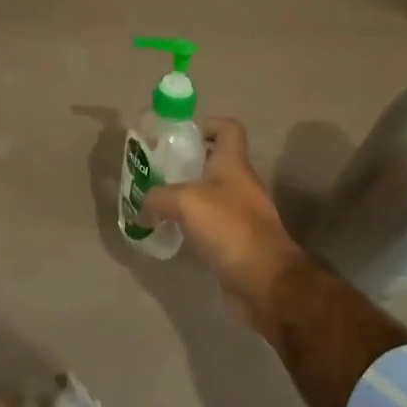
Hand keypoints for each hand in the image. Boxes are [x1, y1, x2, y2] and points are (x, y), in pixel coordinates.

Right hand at [139, 117, 302, 326]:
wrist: (265, 281)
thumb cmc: (229, 228)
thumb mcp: (185, 202)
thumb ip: (158, 197)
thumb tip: (141, 207)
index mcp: (233, 164)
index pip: (228, 128)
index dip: (205, 125)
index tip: (178, 136)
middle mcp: (239, 184)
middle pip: (214, 161)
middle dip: (185, 162)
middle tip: (155, 170)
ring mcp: (240, 214)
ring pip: (209, 194)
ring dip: (184, 195)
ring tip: (155, 201)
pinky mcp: (236, 241)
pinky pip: (209, 223)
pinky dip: (190, 223)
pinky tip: (170, 230)